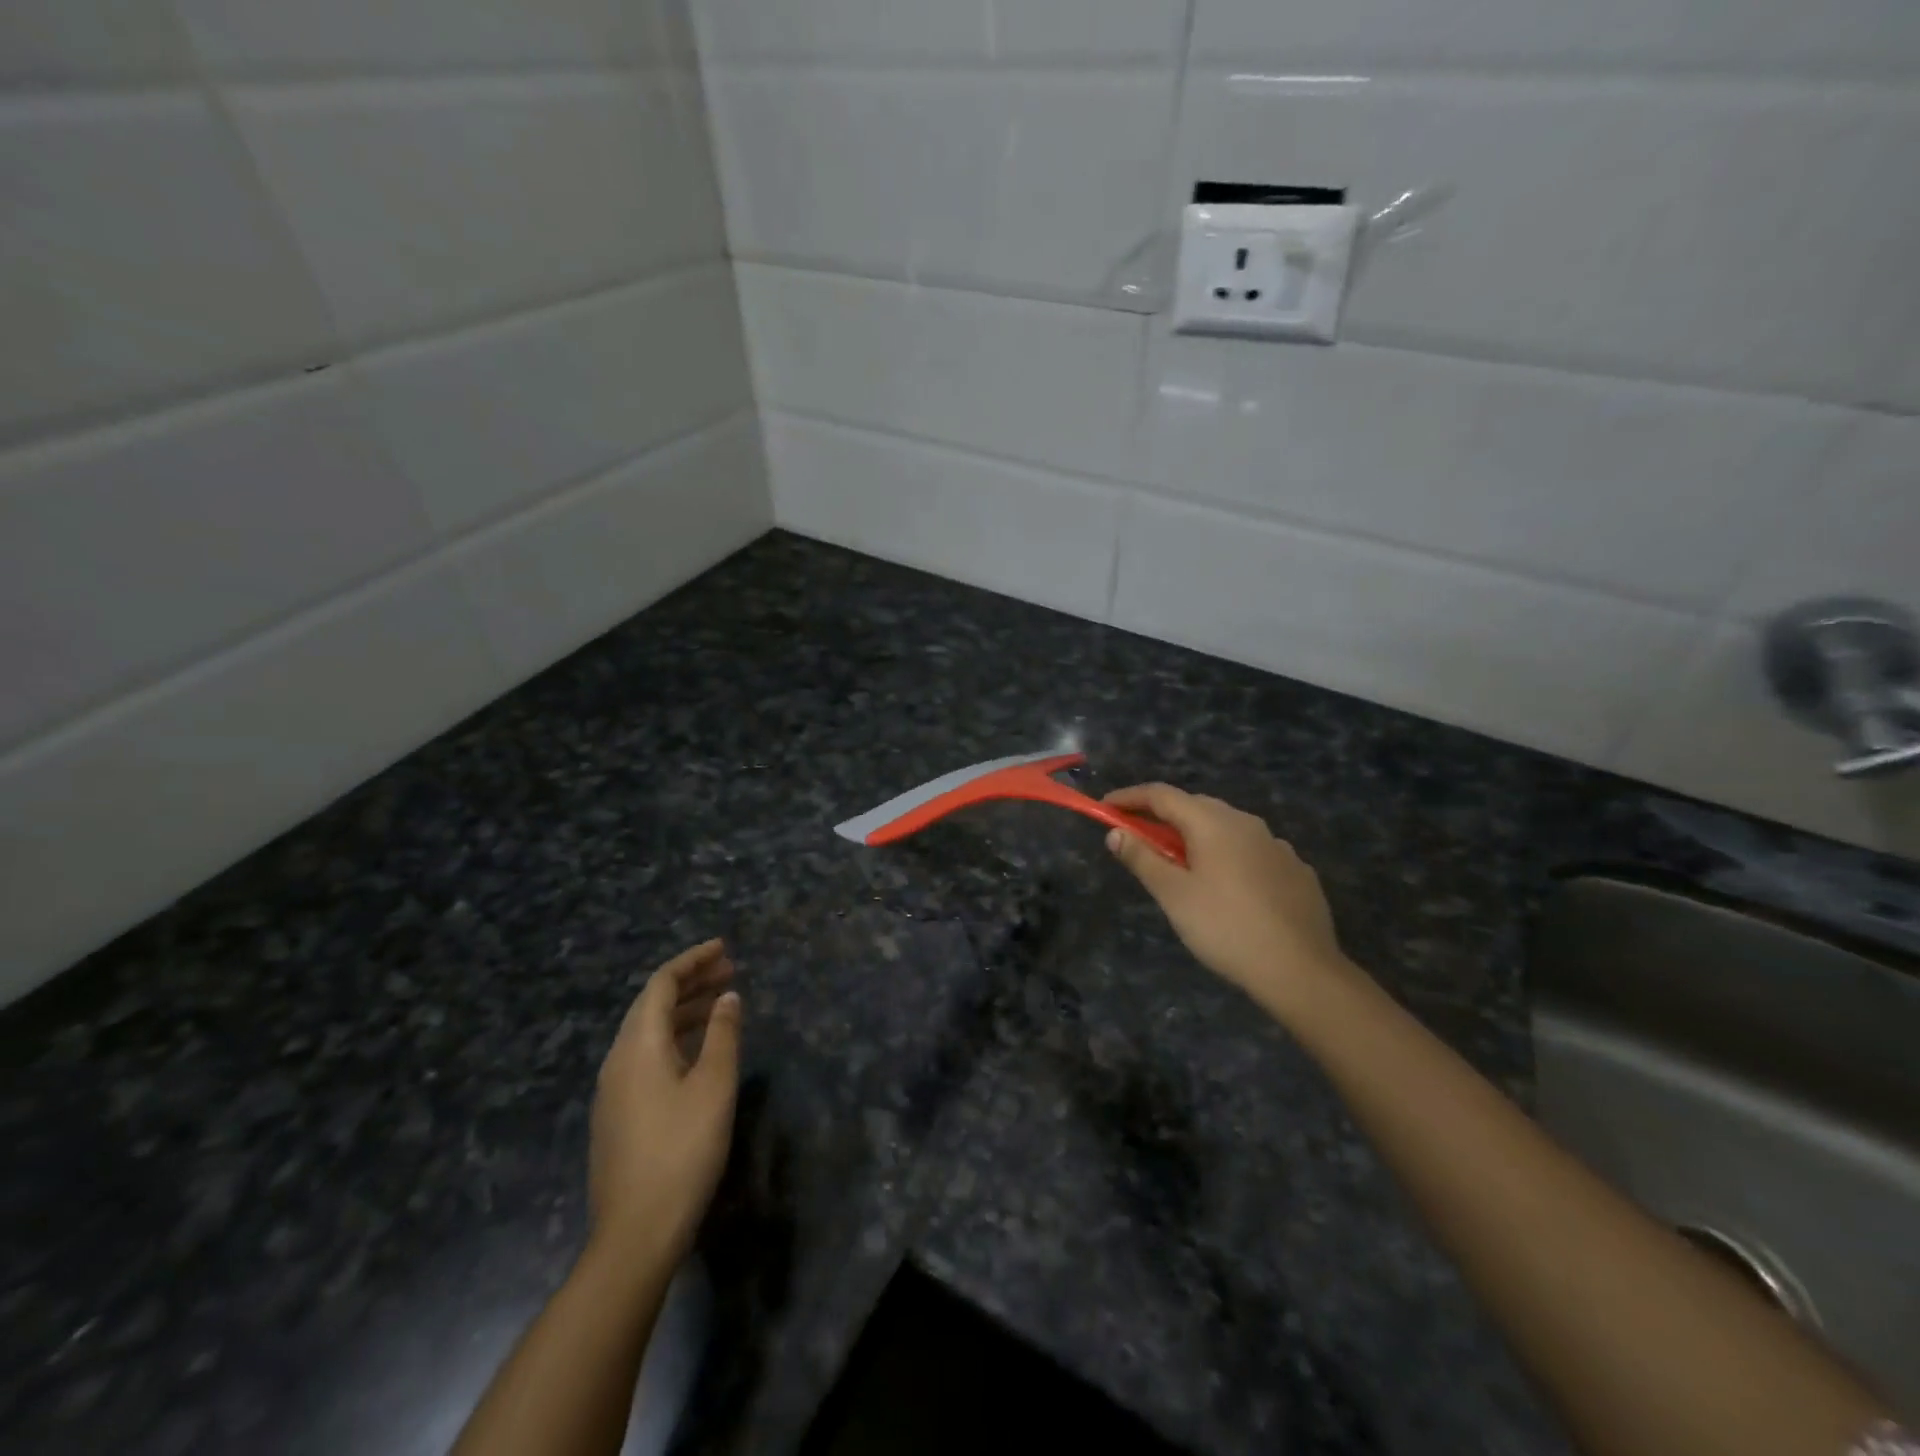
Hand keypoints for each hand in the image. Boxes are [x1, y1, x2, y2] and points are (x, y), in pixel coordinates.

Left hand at [589, 940, 740, 1267]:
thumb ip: (723, 1034)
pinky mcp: (617, 1115)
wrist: (635, 1234)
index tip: (724, 948)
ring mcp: (613, 1090)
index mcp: (638, 1045)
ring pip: (648, 1031)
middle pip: (652, 1004)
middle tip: (730, 971)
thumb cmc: (682, 1151)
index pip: (662, 984)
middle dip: (691, 982)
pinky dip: (675, 1038)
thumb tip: (727, 997)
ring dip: (685, 1011)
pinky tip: (698, 1050)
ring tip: (721, 1003)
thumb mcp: (714, 1086)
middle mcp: (618, 1060)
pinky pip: (645, 1056)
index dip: (692, 960)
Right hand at [1103, 784, 1347, 1017]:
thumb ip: (1142, 858)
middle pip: (1195, 806)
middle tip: (1139, 838)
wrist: (1301, 970)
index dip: (1130, 797)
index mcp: (1213, 823)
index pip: (1162, 795)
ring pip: (1226, 828)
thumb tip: (1115, 832)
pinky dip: (1228, 856)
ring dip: (1197, 836)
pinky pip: (1252, 850)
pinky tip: (1227, 886)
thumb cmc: (1225, 928)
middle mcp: (1246, 822)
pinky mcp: (1296, 869)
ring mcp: (1277, 845)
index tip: (1105, 807)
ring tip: (1183, 865)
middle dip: (1163, 816)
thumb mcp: (1173, 895)